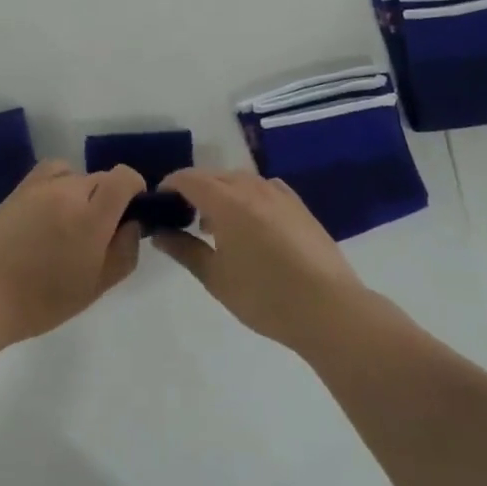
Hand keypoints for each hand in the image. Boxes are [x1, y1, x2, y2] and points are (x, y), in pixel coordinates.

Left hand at [0, 161, 143, 345]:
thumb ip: (124, 251)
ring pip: (77, 175)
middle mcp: (67, 190)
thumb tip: (132, 224)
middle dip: (108, 199)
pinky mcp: (18, 189)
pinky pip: (51, 173)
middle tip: (97, 236)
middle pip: (102, 178)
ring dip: (83, 193)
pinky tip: (50, 212)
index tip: (131, 216)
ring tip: (70, 226)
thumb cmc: (41, 302)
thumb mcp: (95, 286)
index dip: (136, 190)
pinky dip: (59, 184)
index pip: (125, 177)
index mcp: (91, 215)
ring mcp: (39, 185)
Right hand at [154, 169, 368, 355]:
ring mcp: (279, 194)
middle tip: (181, 218)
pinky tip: (251, 222)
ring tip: (215, 225)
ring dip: (221, 192)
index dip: (169, 186)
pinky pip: (264, 188)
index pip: (188, 178)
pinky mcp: (299, 206)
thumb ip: (183, 250)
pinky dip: (248, 196)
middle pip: (213, 176)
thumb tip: (159, 233)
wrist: (329, 309)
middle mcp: (252, 187)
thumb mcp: (215, 277)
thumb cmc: (265, 296)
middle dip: (194, 190)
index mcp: (226, 201)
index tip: (158, 204)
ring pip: (240, 180)